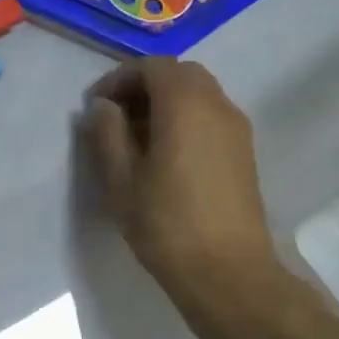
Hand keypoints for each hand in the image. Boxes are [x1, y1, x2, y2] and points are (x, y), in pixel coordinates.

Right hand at [80, 58, 283, 299]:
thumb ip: (107, 133)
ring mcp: (236, 128)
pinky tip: (163, 153)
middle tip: (114, 116)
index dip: (119, 78)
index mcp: (185, 105)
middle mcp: (217, 105)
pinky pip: (210, 115)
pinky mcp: (243, 152)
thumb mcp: (120, 178)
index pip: (152, 66)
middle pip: (179, 74)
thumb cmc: (165, 223)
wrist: (227, 272)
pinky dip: (184, 118)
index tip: (95, 106)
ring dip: (165, 102)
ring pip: (198, 94)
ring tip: (135, 137)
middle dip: (143, 85)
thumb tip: (103, 107)